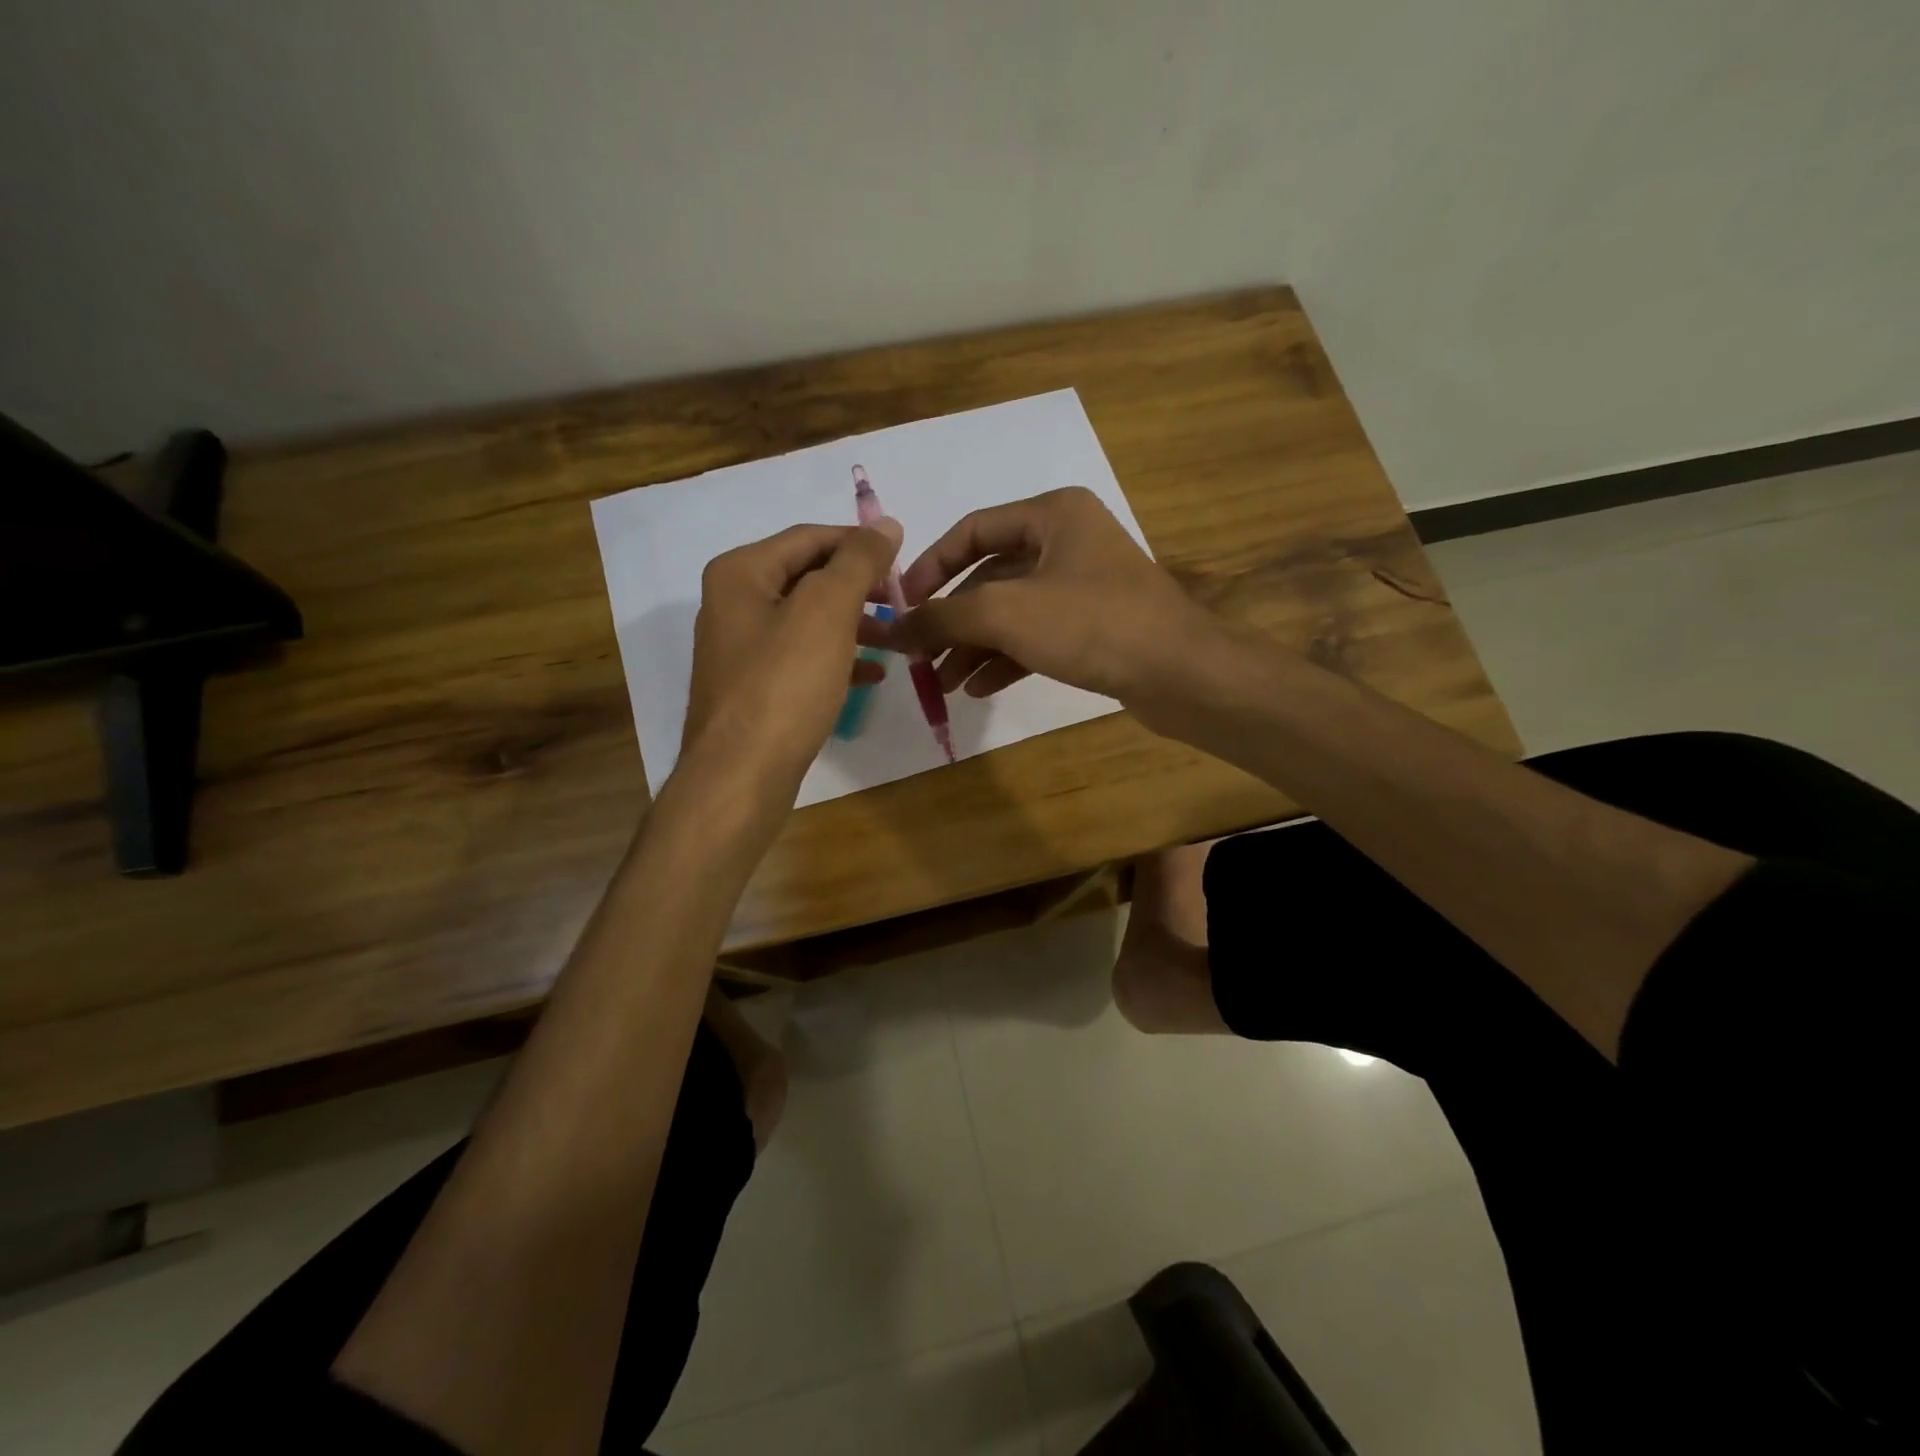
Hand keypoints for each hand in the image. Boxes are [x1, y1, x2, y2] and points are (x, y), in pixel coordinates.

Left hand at [684, 518, 903, 796]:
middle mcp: (734, 603)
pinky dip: (838, 658)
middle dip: (858, 586)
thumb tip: (886, 525)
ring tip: (896, 638)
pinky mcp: (755, 689)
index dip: (860, 543)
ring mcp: (742, 649)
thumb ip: (858, 562)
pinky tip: (872, 673)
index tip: (904, 561)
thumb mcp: (826, 611)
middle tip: (902, 601)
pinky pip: (803, 658)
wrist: (740, 776)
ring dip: (854, 623)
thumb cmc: (783, 684)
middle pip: (808, 577)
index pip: (810, 537)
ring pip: (808, 620)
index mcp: (741, 573)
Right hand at [878, 487, 1215, 708]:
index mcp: (1052, 515)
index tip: (901, 605)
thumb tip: (890, 629)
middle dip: (952, 620)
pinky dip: (1005, 659)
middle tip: (919, 656)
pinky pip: (1035, 637)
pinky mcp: (1094, 627)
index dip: (931, 567)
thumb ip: (942, 617)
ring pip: (1011, 612)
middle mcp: (1068, 542)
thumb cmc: (1092, 624)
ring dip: (974, 646)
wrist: (1181, 674)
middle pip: (989, 577)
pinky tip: (978, 689)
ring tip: (942, 684)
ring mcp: (1083, 586)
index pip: (973, 530)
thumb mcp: (1006, 614)